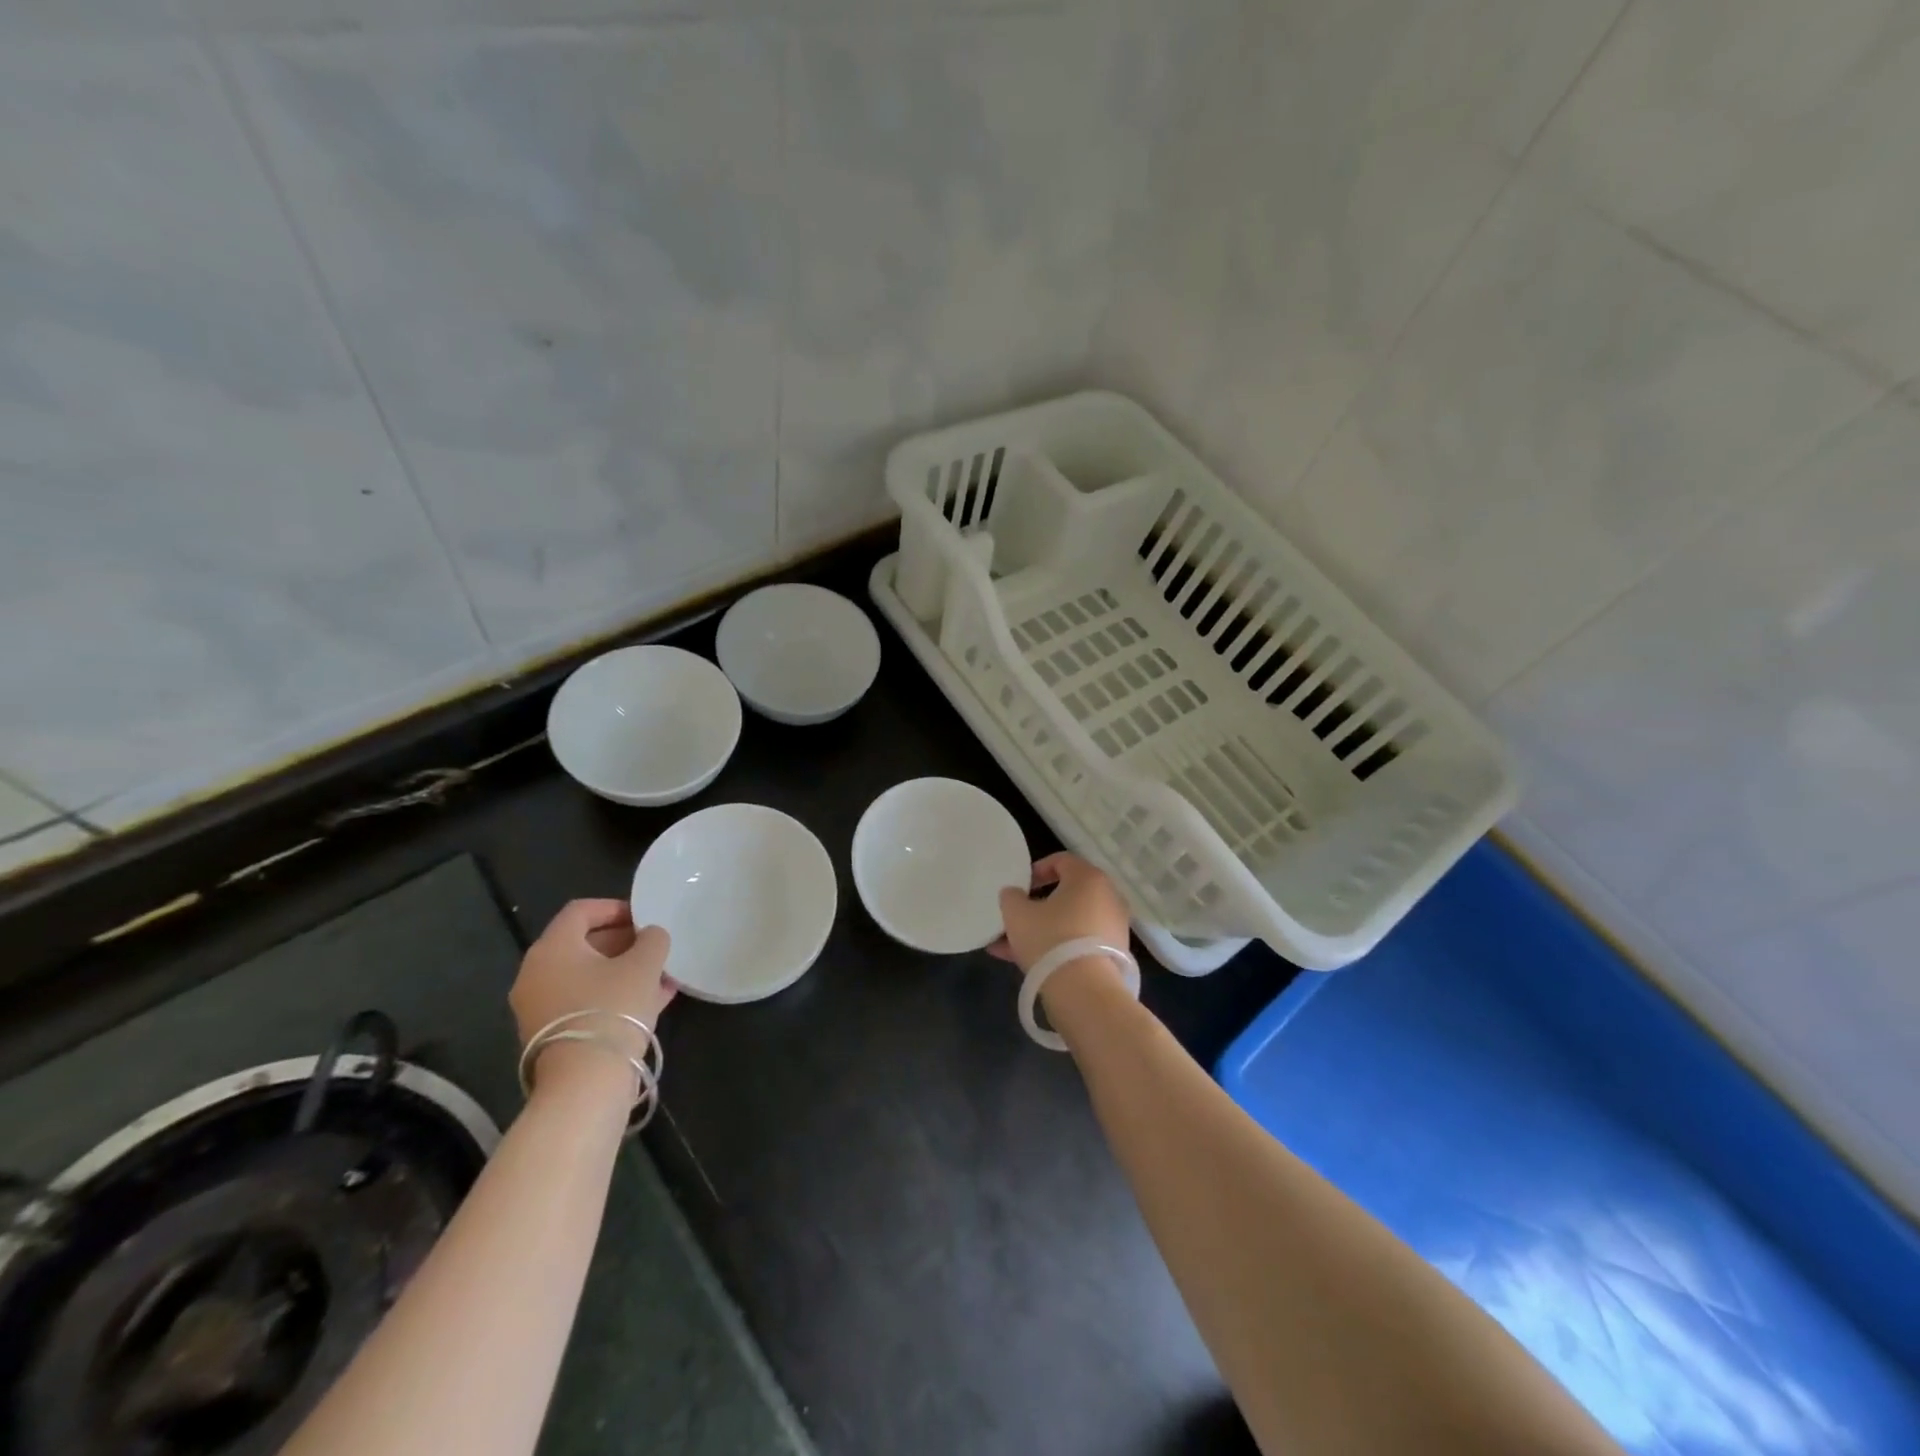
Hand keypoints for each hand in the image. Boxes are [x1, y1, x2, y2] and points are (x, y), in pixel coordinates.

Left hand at [511, 901, 674, 1089]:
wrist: (586, 1082)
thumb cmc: (613, 1008)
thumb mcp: (644, 965)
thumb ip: (652, 939)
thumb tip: (650, 934)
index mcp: (552, 948)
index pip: (580, 911)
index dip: (615, 907)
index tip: (645, 917)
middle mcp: (536, 974)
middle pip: (582, 944)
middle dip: (623, 942)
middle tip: (654, 946)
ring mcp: (539, 1007)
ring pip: (587, 976)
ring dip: (622, 971)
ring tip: (660, 975)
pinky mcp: (551, 1035)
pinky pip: (585, 1002)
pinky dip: (613, 995)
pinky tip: (652, 1000)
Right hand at [990, 852, 1131, 971]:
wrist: (1085, 992)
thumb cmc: (1050, 939)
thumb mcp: (1017, 914)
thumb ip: (1011, 897)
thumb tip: (1014, 894)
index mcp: (1088, 878)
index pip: (1061, 861)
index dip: (1036, 870)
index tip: (1020, 887)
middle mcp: (1108, 897)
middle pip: (1067, 894)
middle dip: (1038, 906)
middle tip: (1017, 917)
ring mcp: (1114, 927)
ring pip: (1070, 922)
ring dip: (1043, 930)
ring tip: (1010, 947)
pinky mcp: (1114, 955)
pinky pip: (1080, 943)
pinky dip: (1058, 947)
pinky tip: (1028, 964)